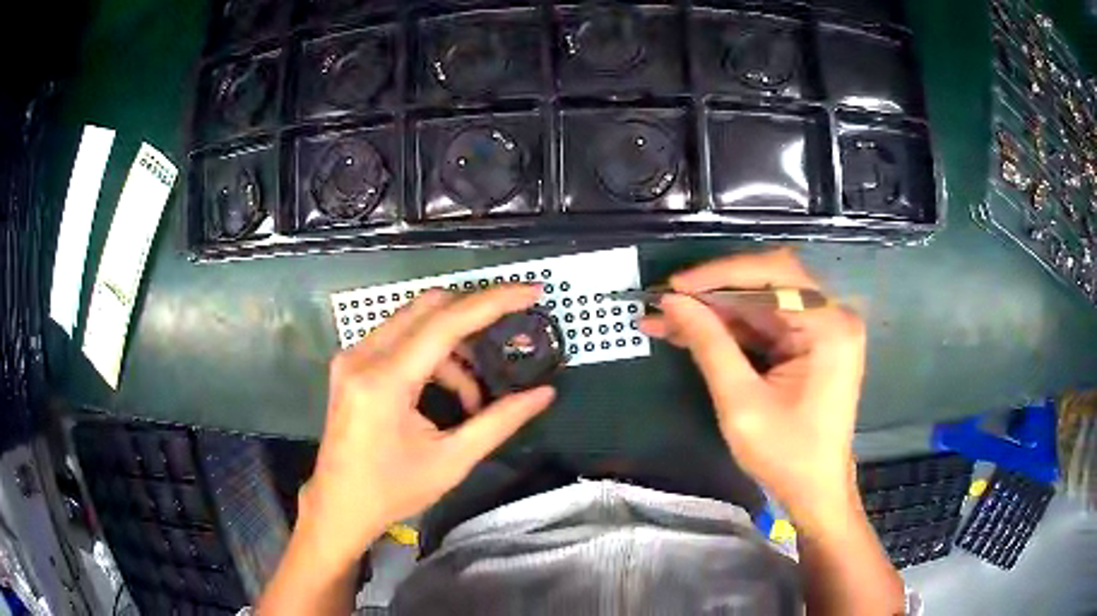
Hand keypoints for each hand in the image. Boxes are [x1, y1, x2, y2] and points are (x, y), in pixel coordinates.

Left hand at [301, 285, 555, 568]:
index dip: (493, 302)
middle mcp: (363, 356)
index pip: (446, 323)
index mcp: (384, 381)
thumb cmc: (392, 491)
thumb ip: (499, 422)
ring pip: (415, 321)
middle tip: (509, 334)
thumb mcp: (451, 461)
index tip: (532, 291)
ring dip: (453, 344)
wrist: (339, 506)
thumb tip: (543, 394)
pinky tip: (448, 392)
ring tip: (475, 393)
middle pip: (429, 307)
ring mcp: (353, 357)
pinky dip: (432, 355)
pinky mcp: (352, 364)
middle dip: (475, 314)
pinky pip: (400, 340)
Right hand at [640, 249, 864, 531]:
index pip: (774, 275)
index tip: (675, 286)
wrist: (815, 491)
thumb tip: (672, 302)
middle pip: (767, 285)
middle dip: (713, 295)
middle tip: (666, 303)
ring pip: (760, 305)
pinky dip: (730, 330)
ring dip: (715, 313)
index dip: (721, 275)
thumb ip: (709, 345)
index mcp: (829, 327)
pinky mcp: (809, 345)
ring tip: (666, 321)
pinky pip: (765, 326)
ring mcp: (821, 331)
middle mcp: (831, 318)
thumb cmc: (786, 455)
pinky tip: (692, 334)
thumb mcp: (741, 402)